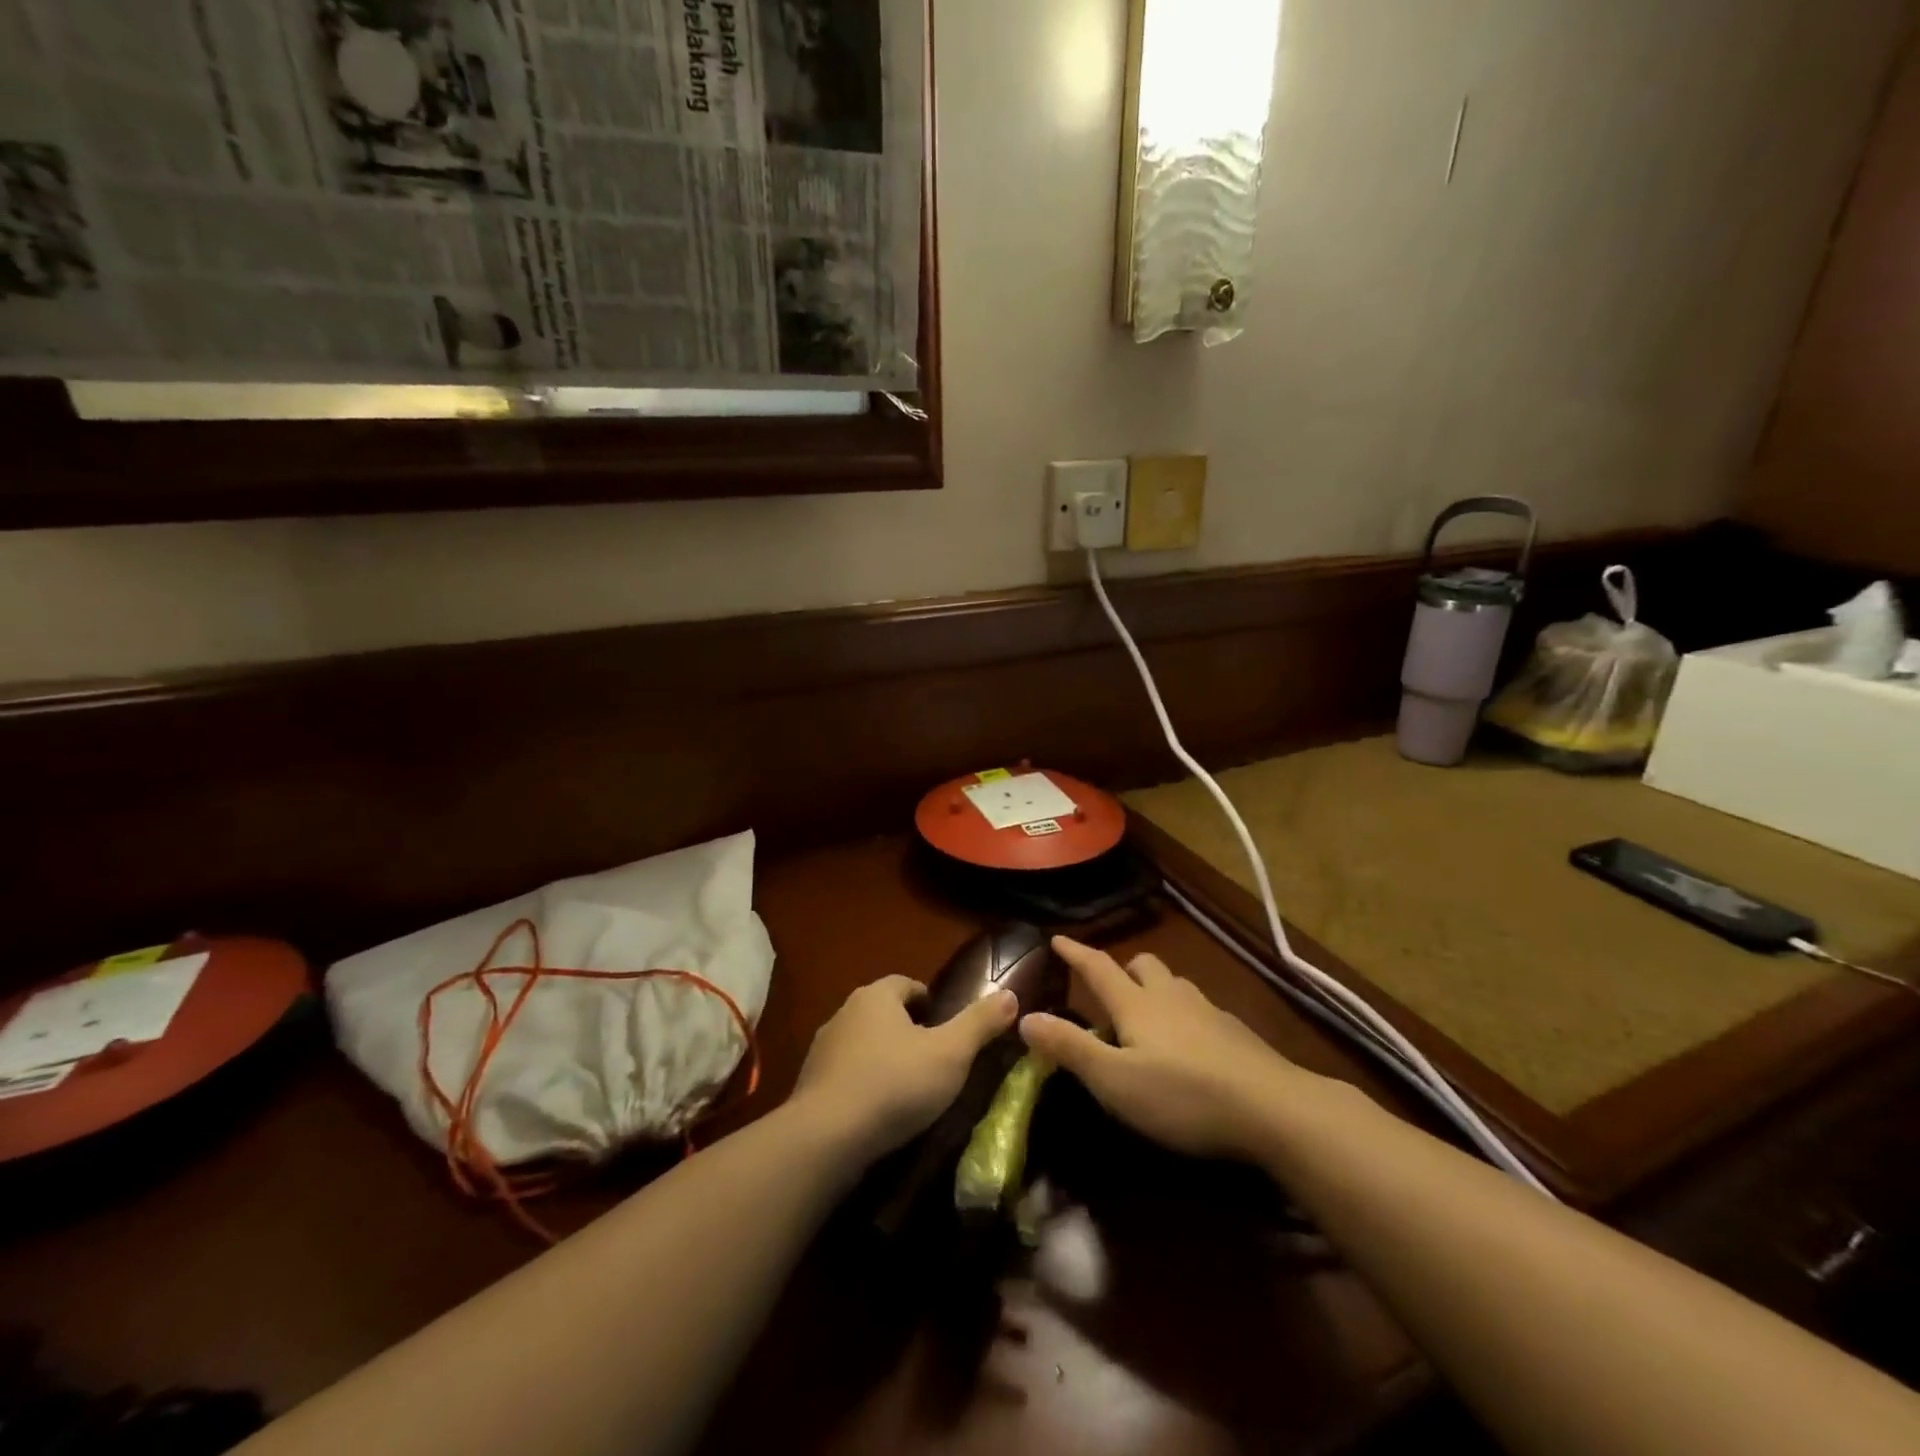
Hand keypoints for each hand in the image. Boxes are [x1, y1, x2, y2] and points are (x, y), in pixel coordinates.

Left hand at [791, 976, 1017, 1163]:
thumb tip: (1011, 995)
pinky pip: (844, 1075)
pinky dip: (862, 1085)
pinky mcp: (809, 1085)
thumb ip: (980, 1023)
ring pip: (861, 1044)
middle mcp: (844, 1013)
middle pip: (882, 1012)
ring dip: (882, 1058)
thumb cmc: (895, 1084)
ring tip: (907, 1088)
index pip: (906, 984)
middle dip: (906, 1029)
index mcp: (876, 997)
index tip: (946, 1026)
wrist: (825, 1138)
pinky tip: (877, 1112)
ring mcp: (822, 1050)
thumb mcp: (950, 1054)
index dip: (929, 1001)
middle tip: (933, 1058)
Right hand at [1020, 937, 1323, 1162]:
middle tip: (1109, 990)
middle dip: (1122, 969)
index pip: (1098, 967)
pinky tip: (1190, 1045)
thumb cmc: (1183, 1095)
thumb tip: (1024, 1017)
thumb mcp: (1114, 1081)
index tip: (1057, 937)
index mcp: (1136, 1004)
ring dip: (1155, 989)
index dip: (1075, 952)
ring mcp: (1208, 1011)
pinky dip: (1184, 1015)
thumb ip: (1069, 1048)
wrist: (1274, 1108)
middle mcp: (1171, 996)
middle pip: (1143, 965)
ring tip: (1148, 1016)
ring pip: (1175, 984)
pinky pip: (1200, 1009)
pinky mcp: (1236, 1033)